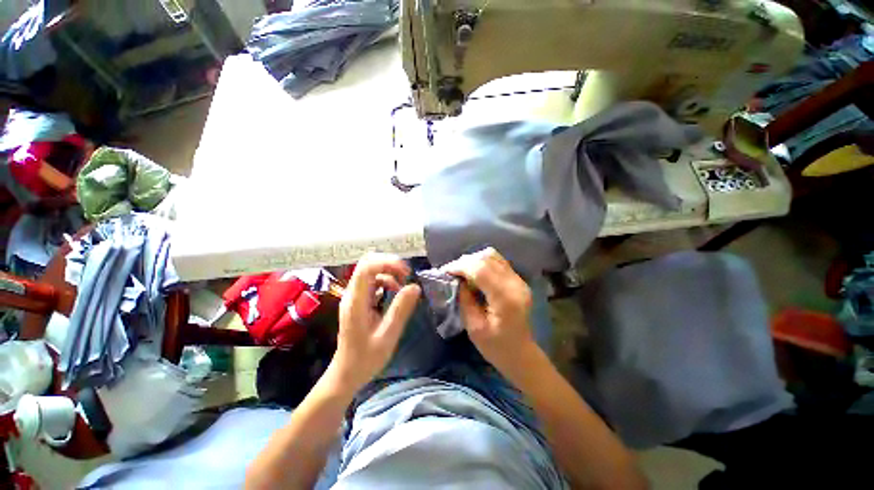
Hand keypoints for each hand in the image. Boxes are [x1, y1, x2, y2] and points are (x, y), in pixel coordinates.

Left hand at [330, 253, 420, 392]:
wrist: (346, 374)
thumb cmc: (366, 359)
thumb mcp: (388, 335)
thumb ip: (401, 309)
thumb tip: (415, 286)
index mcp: (356, 301)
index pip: (367, 267)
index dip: (387, 263)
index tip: (406, 273)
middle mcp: (352, 294)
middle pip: (367, 264)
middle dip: (389, 264)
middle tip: (406, 275)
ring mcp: (354, 296)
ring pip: (370, 271)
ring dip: (388, 272)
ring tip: (403, 285)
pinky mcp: (358, 301)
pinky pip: (372, 281)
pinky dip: (386, 281)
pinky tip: (395, 292)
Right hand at [442, 248, 535, 373]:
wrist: (521, 354)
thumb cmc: (496, 347)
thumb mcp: (474, 328)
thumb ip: (465, 300)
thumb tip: (457, 279)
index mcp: (505, 298)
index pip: (481, 270)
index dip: (460, 266)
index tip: (445, 272)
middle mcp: (515, 284)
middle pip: (486, 259)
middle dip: (464, 262)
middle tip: (451, 272)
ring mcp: (519, 280)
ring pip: (492, 256)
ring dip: (473, 260)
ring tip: (461, 271)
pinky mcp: (517, 279)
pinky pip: (497, 261)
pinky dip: (482, 262)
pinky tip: (474, 272)